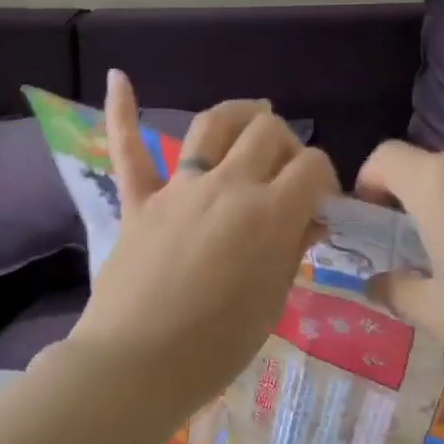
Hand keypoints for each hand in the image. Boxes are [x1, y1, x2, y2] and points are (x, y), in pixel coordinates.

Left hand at [63, 71, 337, 423]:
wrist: (137, 366)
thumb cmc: (216, 347)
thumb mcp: (272, 301)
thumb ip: (292, 250)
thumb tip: (309, 219)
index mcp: (269, 214)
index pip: (312, 165)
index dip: (324, 177)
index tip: (321, 202)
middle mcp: (227, 185)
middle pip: (267, 133)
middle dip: (287, 145)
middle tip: (287, 173)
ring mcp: (178, 189)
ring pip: (213, 126)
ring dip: (239, 113)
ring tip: (253, 113)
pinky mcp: (138, 202)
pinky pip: (128, 151)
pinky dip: (122, 113)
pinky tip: (118, 77)